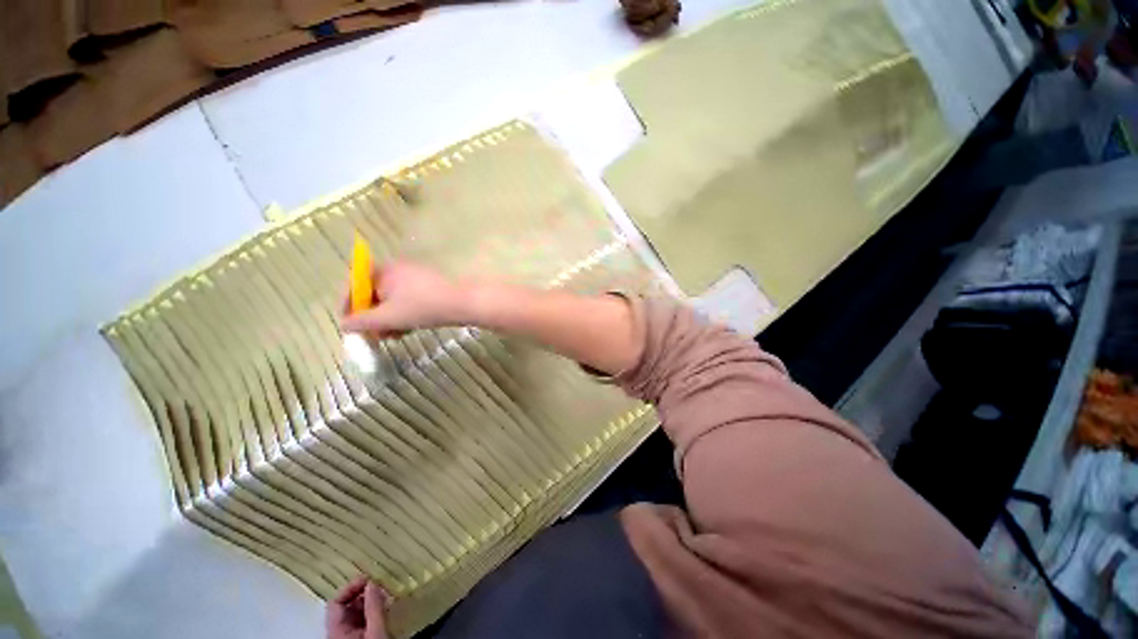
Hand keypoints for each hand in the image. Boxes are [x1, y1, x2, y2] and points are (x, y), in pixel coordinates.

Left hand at [326, 577, 387, 638]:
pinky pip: (360, 620)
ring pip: (353, 613)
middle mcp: (337, 632)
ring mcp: (346, 637)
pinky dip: (371, 612)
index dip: (350, 588)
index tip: (370, 578)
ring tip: (385, 597)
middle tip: (381, 587)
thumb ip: (374, 607)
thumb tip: (373, 583)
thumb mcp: (376, 631)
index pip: (336, 602)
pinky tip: (383, 609)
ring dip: (368, 602)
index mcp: (335, 630)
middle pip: (345, 607)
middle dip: (363, 594)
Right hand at [340, 260, 468, 336]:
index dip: (349, 305)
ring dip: (389, 319)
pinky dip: (404, 315)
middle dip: (373, 317)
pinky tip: (409, 330)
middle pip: (374, 294)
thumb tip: (344, 324)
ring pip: (392, 300)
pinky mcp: (428, 287)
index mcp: (384, 270)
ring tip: (395, 336)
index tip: (350, 325)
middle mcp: (398, 270)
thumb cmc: (423, 308)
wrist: (463, 304)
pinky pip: (407, 301)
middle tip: (376, 336)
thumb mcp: (388, 317)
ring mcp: (415, 278)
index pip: (355, 284)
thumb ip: (362, 321)